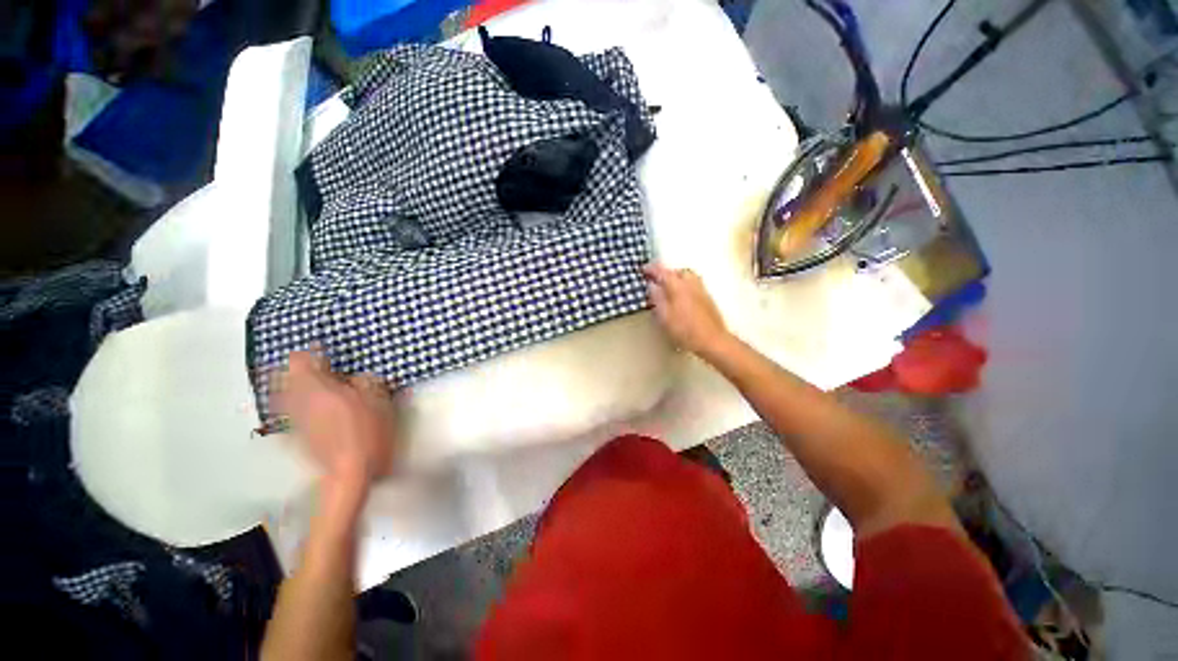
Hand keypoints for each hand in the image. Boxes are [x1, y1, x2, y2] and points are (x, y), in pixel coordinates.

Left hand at [275, 350, 397, 497]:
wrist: (350, 472)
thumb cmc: (367, 432)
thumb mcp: (378, 400)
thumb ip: (367, 382)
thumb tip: (356, 377)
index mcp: (318, 388)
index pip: (300, 360)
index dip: (311, 353)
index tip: (325, 352)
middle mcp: (298, 400)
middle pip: (284, 376)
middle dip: (298, 370)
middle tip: (318, 369)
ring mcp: (294, 419)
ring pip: (282, 394)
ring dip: (294, 386)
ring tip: (314, 387)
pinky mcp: (295, 434)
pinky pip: (289, 411)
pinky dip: (296, 404)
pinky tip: (313, 409)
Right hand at [643, 264, 730, 356]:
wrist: (712, 340)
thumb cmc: (685, 330)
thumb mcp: (664, 316)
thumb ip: (657, 298)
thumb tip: (652, 286)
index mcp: (678, 286)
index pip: (662, 272)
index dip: (652, 270)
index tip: (643, 270)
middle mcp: (691, 284)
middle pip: (677, 271)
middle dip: (665, 272)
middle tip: (655, 279)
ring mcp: (701, 290)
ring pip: (687, 276)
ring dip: (676, 277)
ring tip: (667, 286)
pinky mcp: (707, 298)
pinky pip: (693, 283)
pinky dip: (684, 284)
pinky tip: (680, 295)